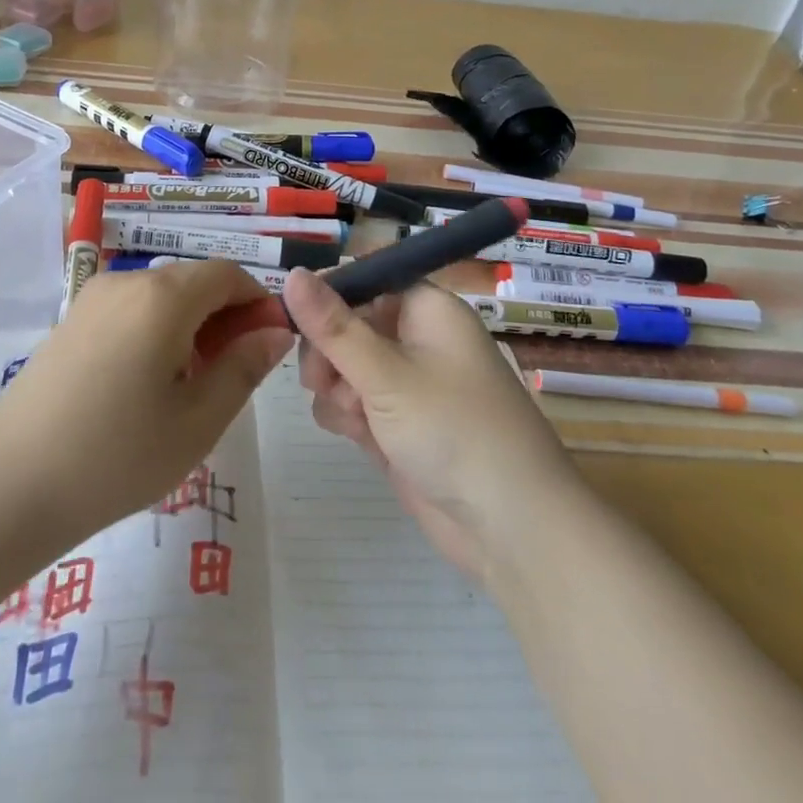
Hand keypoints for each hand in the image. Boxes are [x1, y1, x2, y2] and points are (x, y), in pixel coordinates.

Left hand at [0, 262, 293, 544]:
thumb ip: (244, 367)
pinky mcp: (72, 320)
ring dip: (192, 324)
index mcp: (163, 296)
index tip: (271, 345)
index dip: (258, 301)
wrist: (8, 486)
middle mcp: (128, 281)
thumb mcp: (197, 421)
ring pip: (162, 295)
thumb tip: (277, 331)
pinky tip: (151, 383)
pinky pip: (132, 308)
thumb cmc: (116, 456)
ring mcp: (94, 298)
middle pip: (194, 281)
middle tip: (236, 373)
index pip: (228, 274)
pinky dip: (158, 329)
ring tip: (195, 385)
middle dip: (226, 316)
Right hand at [288, 268, 574, 583]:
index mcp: (426, 309)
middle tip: (322, 379)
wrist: (512, 529)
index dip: (329, 294)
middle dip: (328, 351)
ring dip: (336, 388)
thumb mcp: (385, 374)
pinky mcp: (397, 425)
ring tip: (354, 416)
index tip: (294, 317)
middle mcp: (416, 339)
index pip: (365, 279)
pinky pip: (354, 402)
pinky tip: (358, 436)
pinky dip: (348, 416)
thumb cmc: (453, 430)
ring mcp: (406, 385)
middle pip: (348, 323)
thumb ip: (332, 326)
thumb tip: (290, 272)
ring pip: (344, 366)